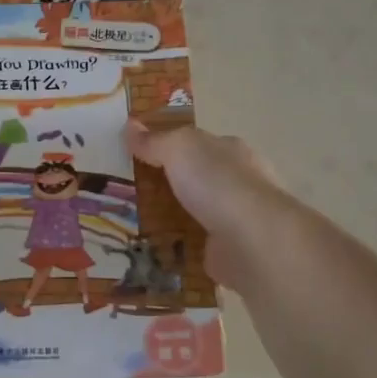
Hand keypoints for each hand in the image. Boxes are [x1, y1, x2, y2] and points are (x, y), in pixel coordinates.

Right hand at [123, 120, 288, 290]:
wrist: (252, 241)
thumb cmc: (218, 183)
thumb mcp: (179, 148)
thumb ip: (155, 140)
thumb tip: (130, 126)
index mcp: (230, 151)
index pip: (197, 144)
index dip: (168, 146)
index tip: (136, 156)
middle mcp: (236, 183)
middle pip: (193, 179)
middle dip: (165, 185)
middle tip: (124, 193)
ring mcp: (234, 219)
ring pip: (192, 214)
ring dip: (167, 218)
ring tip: (128, 224)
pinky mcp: (227, 252)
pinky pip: (192, 246)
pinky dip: (174, 248)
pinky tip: (149, 250)